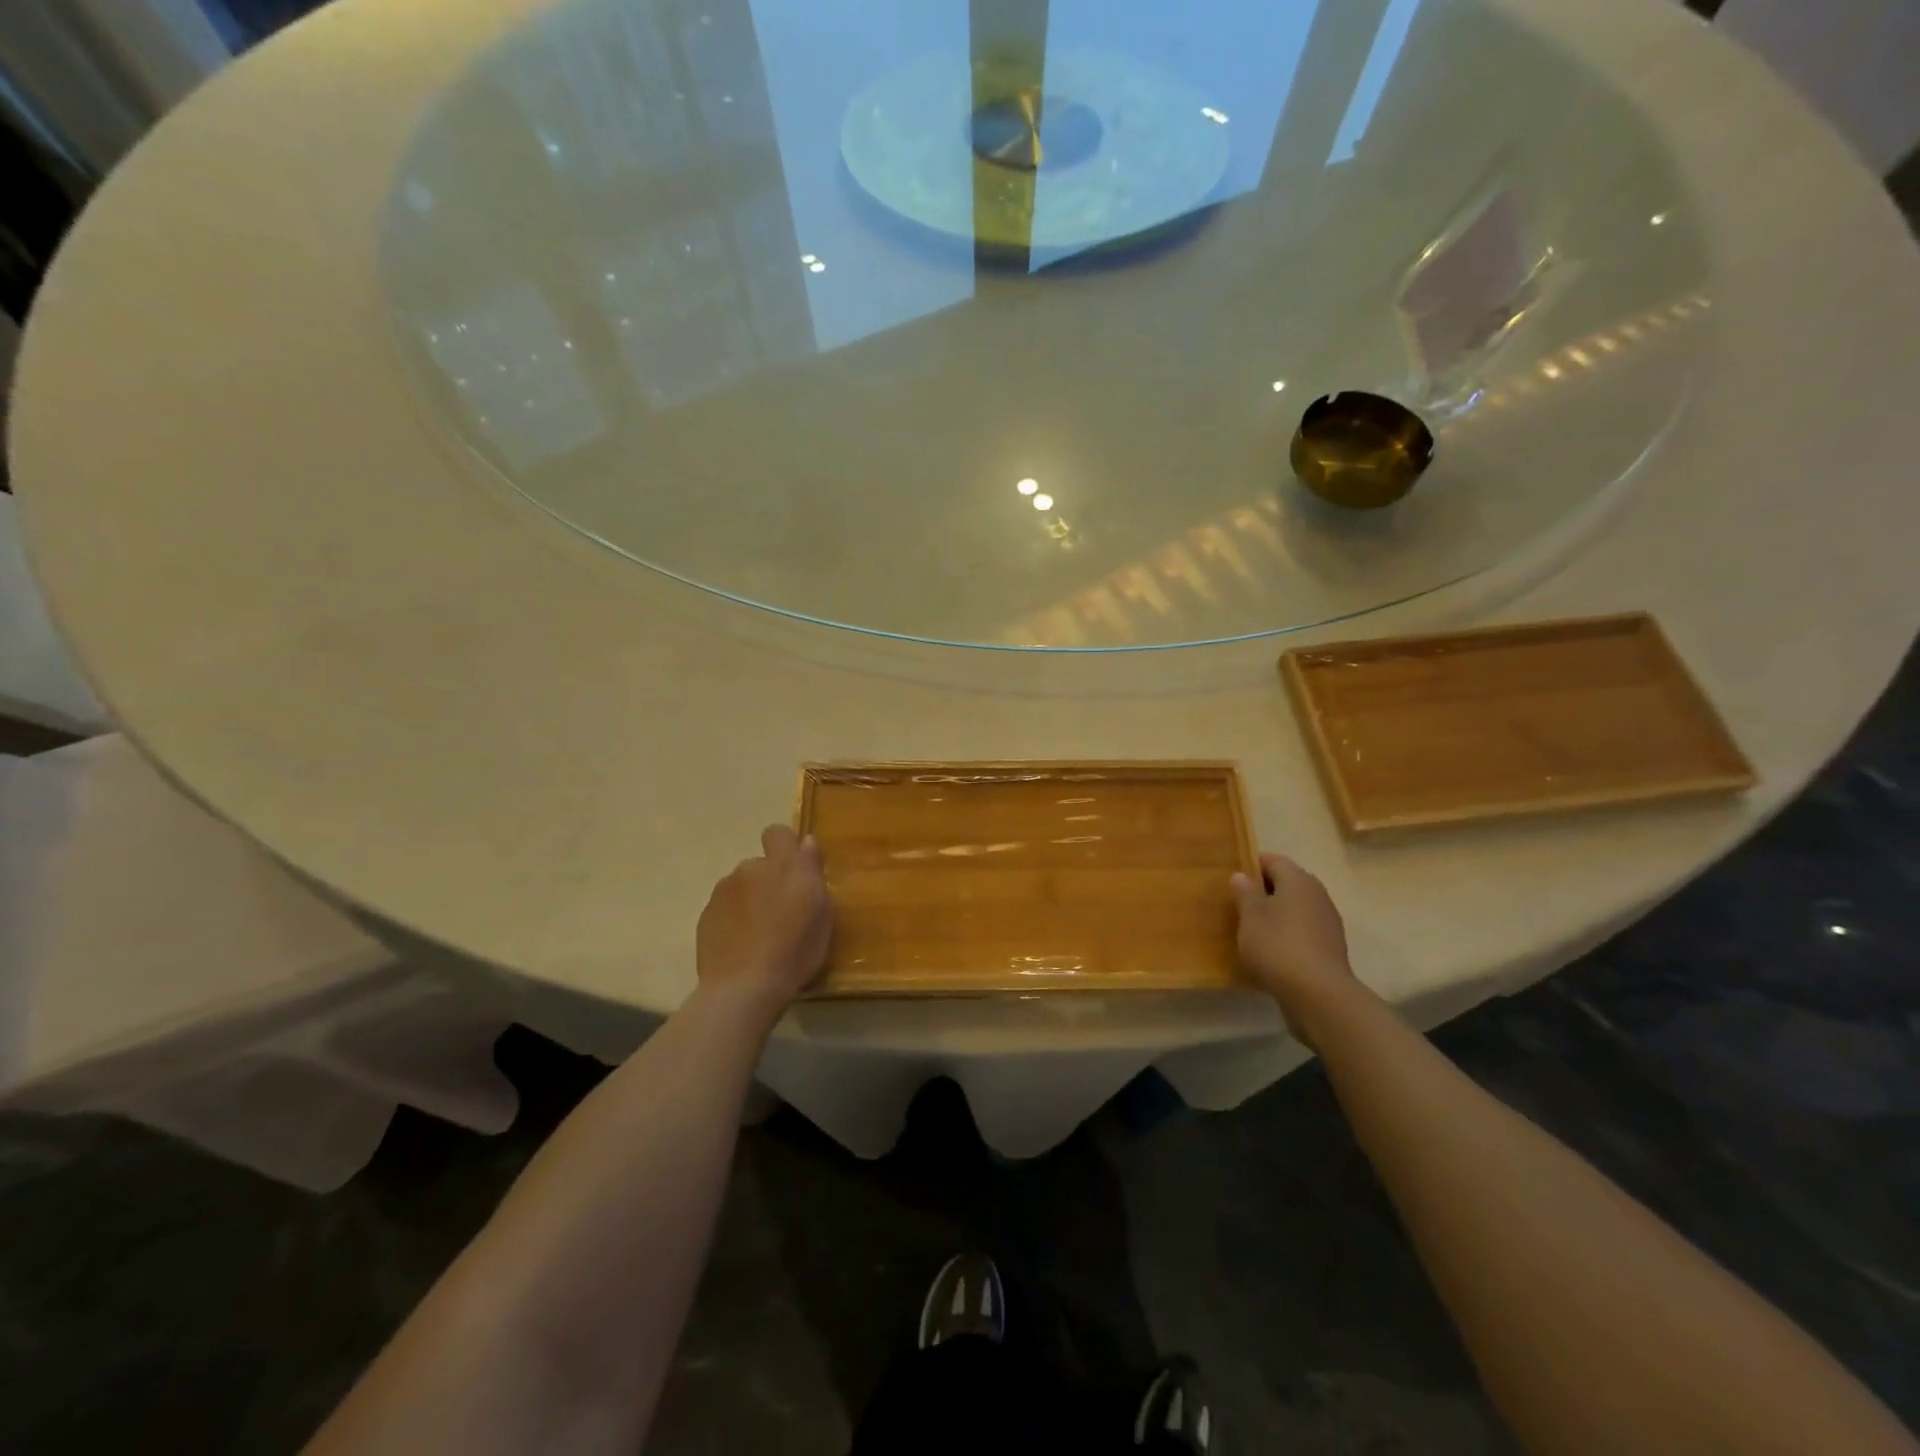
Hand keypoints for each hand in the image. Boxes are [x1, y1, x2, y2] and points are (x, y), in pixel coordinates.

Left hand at [696, 825, 832, 1018]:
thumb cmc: (795, 951)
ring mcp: (723, 891)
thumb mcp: (821, 914)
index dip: (785, 846)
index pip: (778, 833)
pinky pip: (725, 908)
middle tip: (781, 912)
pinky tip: (741, 945)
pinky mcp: (706, 914)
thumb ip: (813, 873)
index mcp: (784, 866)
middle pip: (760, 864)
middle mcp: (751, 869)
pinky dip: (733, 919)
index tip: (795, 870)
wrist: (743, 987)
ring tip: (759, 933)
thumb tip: (806, 842)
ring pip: (741, 886)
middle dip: (769, 880)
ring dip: (750, 899)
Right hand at [1230, 853, 1358, 1046]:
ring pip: (1296, 908)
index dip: (1252, 866)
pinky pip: (1304, 930)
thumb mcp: (1250, 917)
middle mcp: (1317, 895)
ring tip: (1253, 930)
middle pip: (1287, 883)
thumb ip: (1245, 893)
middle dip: (1264, 891)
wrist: (1318, 994)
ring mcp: (1328, 921)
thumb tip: (1241, 875)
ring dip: (1277, 914)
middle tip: (1239, 906)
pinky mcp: (1330, 947)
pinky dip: (1288, 934)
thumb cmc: (1277, 946)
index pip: (1273, 860)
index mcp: (1298, 880)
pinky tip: (1272, 951)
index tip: (1233, 881)